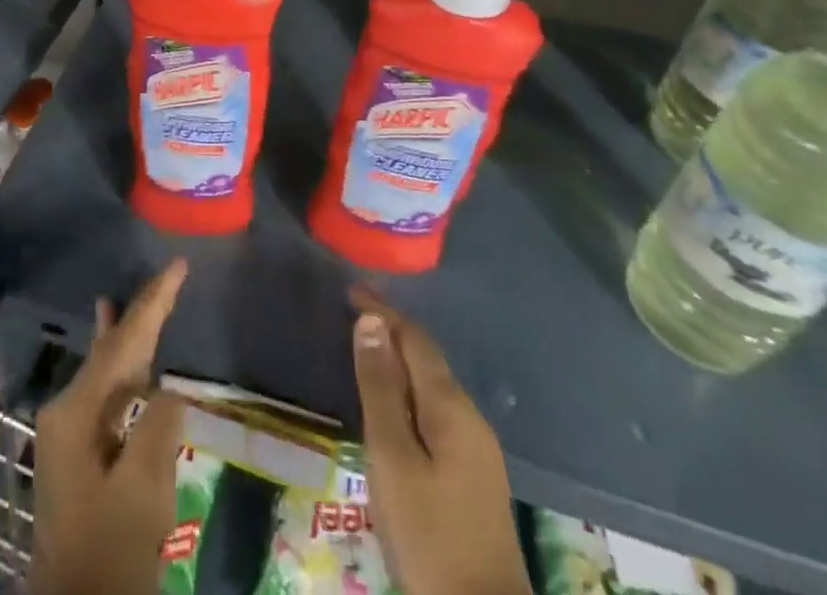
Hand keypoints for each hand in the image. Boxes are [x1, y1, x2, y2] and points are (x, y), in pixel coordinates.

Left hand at [29, 259, 188, 594]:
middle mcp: (66, 410)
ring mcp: (68, 432)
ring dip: (126, 337)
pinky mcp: (77, 454)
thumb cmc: (109, 548)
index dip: (154, 301)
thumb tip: (168, 391)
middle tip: (167, 276)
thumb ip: (158, 426)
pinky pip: (104, 393)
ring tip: (130, 301)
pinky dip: (119, 368)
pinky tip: (117, 357)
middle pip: (112, 349)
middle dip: (140, 313)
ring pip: (105, 369)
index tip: (177, 266)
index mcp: (77, 410)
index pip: (124, 342)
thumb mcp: (143, 489)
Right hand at [351, 289, 531, 594]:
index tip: (349, 290)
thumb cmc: (429, 535)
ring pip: (433, 386)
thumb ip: (380, 389)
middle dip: (392, 331)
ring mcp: (477, 449)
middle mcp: (470, 417)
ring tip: (366, 352)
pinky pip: (437, 412)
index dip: (382, 311)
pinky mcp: (474, 476)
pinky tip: (393, 406)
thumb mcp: (392, 458)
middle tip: (352, 314)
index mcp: (451, 406)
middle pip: (427, 358)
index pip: (414, 338)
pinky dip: (410, 393)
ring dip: (400, 362)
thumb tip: (371, 321)